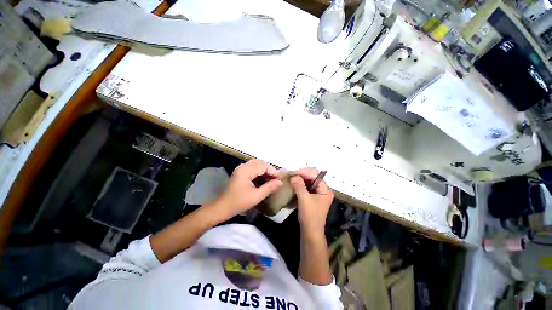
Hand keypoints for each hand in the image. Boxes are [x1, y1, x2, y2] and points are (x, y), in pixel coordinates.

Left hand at [212, 160, 281, 217]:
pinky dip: (259, 171)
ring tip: (271, 178)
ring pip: (257, 164)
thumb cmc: (239, 202)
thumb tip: (280, 182)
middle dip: (269, 170)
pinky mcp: (240, 172)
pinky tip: (263, 178)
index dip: (273, 171)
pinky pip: (252, 167)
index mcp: (246, 171)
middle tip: (276, 179)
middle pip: (260, 163)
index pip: (263, 166)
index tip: (279, 179)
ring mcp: (241, 168)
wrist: (223, 207)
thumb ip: (269, 187)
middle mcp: (243, 166)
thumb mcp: (256, 196)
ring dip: (265, 170)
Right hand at [290, 168, 333, 233]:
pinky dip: (301, 185)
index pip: (315, 175)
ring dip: (301, 180)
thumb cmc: (310, 216)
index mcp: (325, 190)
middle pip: (313, 178)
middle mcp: (324, 190)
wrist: (310, 233)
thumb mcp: (304, 199)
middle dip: (302, 175)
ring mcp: (319, 194)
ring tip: (292, 178)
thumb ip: (299, 185)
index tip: (294, 172)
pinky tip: (294, 185)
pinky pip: (307, 188)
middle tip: (292, 175)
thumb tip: (293, 175)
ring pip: (309, 182)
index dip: (305, 172)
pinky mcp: (313, 198)